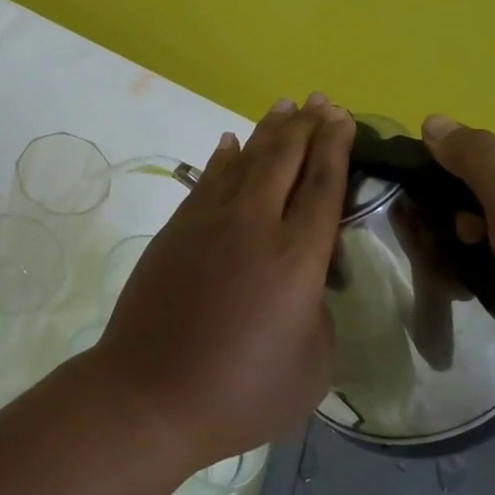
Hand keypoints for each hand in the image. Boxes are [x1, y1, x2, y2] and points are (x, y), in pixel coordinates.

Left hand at [91, 95, 353, 468]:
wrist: (151, 392)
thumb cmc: (241, 392)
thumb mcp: (311, 367)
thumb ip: (318, 313)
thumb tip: (302, 285)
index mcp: (297, 257)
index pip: (323, 185)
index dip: (336, 147)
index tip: (343, 117)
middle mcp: (255, 224)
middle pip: (285, 159)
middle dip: (307, 126)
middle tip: (320, 101)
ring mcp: (209, 220)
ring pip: (245, 159)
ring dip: (268, 130)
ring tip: (285, 106)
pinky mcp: (177, 227)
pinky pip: (207, 179)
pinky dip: (223, 157)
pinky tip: (230, 143)